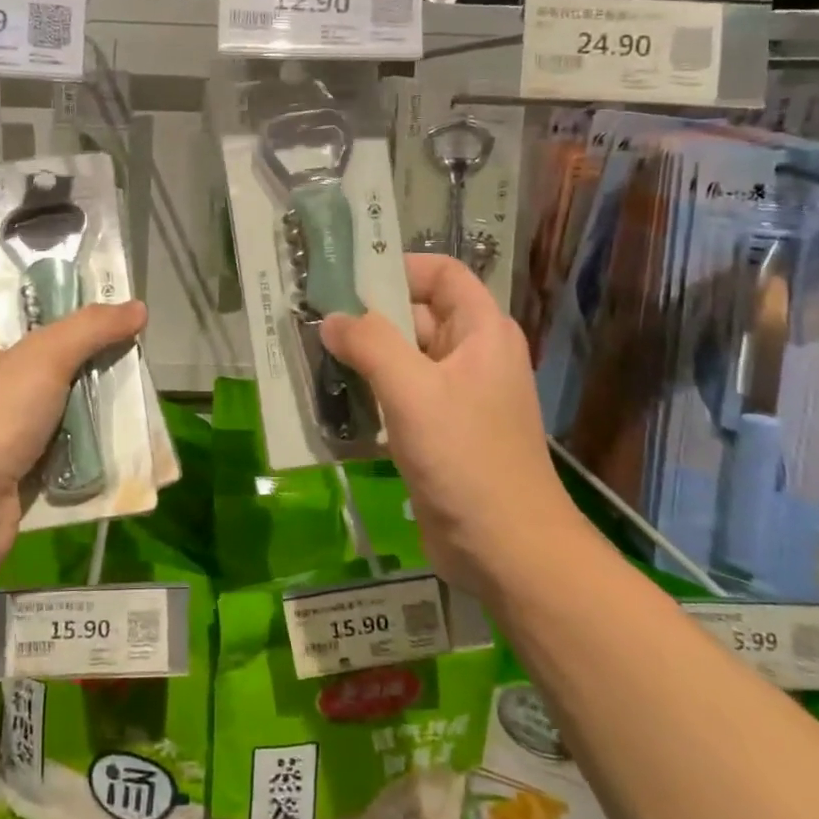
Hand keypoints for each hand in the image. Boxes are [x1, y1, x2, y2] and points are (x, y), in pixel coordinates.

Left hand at [0, 302, 147, 571]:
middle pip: (46, 359)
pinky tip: (119, 434)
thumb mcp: (43, 357)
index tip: (107, 307)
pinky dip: (85, 441)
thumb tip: (137, 306)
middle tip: (131, 350)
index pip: (21, 313)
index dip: (63, 306)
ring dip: (92, 402)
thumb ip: (90, 327)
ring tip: (135, 390)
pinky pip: (60, 443)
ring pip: (57, 404)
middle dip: (88, 358)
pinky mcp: (15, 467)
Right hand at [320, 254, 584, 599]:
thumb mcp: (413, 391)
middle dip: (367, 318)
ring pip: (403, 360)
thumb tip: (331, 319)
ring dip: (363, 360)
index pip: (441, 274)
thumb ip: (370, 344)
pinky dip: (370, 395)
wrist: (506, 550)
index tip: (346, 280)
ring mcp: (456, 396)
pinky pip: (400, 398)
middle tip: (311, 323)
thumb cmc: (465, 458)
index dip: (398, 268)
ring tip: (312, 360)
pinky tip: (333, 404)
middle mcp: (472, 355)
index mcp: (481, 332)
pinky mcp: (440, 433)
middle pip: (416, 315)